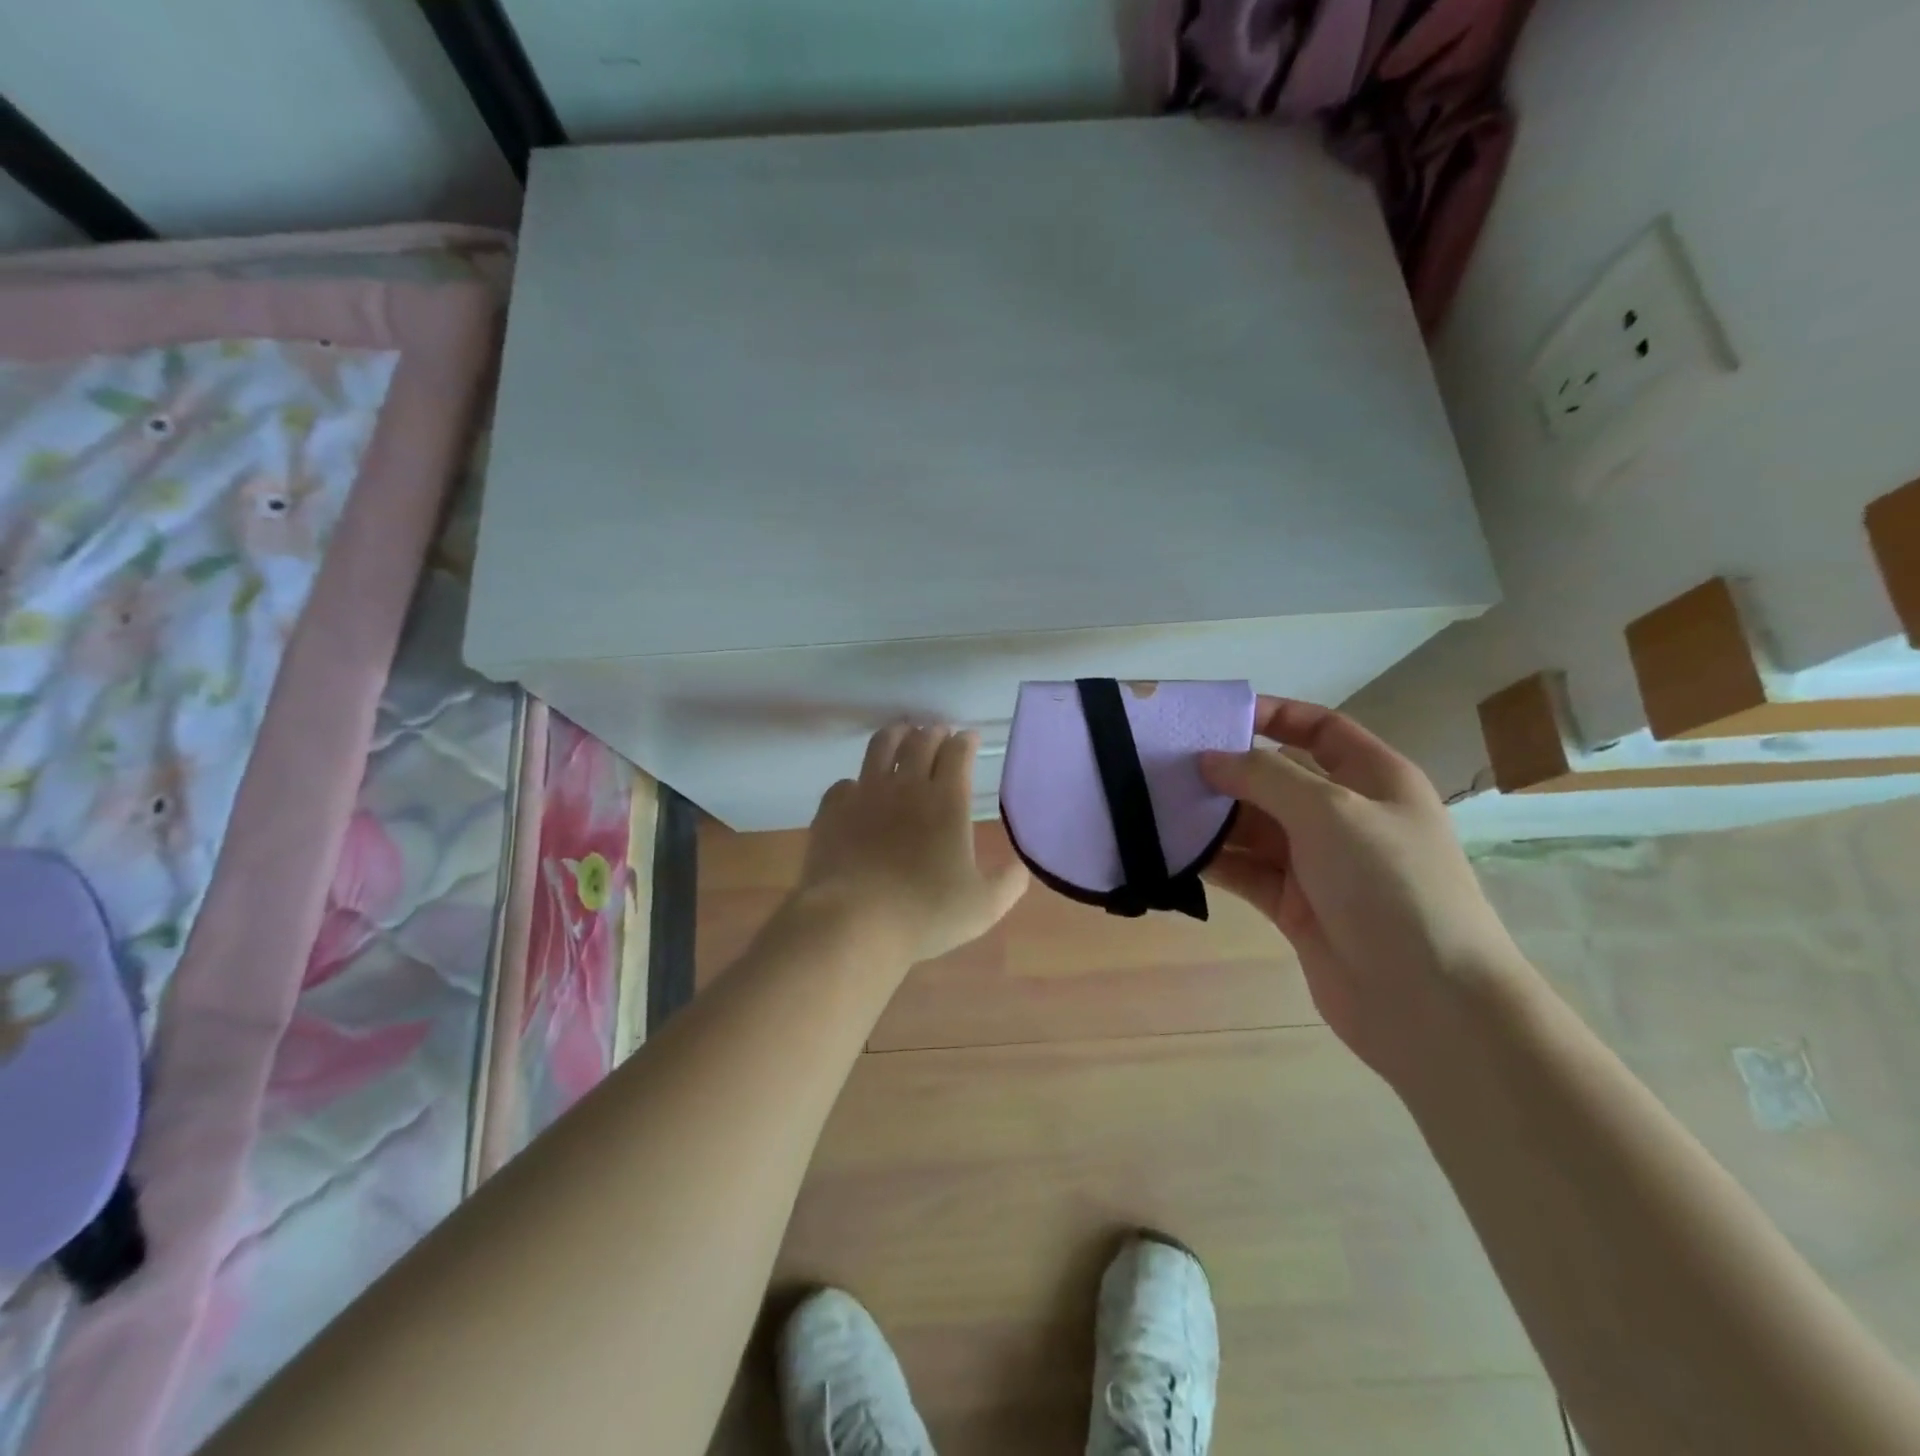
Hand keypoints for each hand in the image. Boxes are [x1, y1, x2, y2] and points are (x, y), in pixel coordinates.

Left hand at [795, 725, 1029, 965]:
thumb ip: (1009, 882)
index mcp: (947, 801)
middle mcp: (906, 786)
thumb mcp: (983, 906)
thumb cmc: (924, 913)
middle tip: (940, 733)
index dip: (965, 741)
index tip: (969, 738)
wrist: (853, 922)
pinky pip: (845, 783)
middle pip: (921, 741)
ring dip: (897, 734)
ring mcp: (865, 793)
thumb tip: (1021, 865)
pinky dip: (857, 782)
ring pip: (881, 746)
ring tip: (902, 734)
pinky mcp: (833, 809)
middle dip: (934, 732)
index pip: (957, 752)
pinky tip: (858, 790)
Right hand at [1198, 697, 1528, 1085]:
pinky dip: (1213, 859)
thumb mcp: (1330, 811)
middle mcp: (1345, 815)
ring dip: (1211, 816)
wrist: (1426, 1001)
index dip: (1272, 715)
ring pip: (1254, 826)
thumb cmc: (1389, 884)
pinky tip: (1172, 850)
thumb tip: (1209, 759)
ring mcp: (1319, 863)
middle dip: (1226, 770)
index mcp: (1373, 779)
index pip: (1320, 729)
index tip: (1214, 716)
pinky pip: (1245, 870)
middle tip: (1164, 763)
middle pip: (1276, 778)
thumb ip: (1264, 776)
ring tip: (1155, 804)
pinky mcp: (1294, 905)